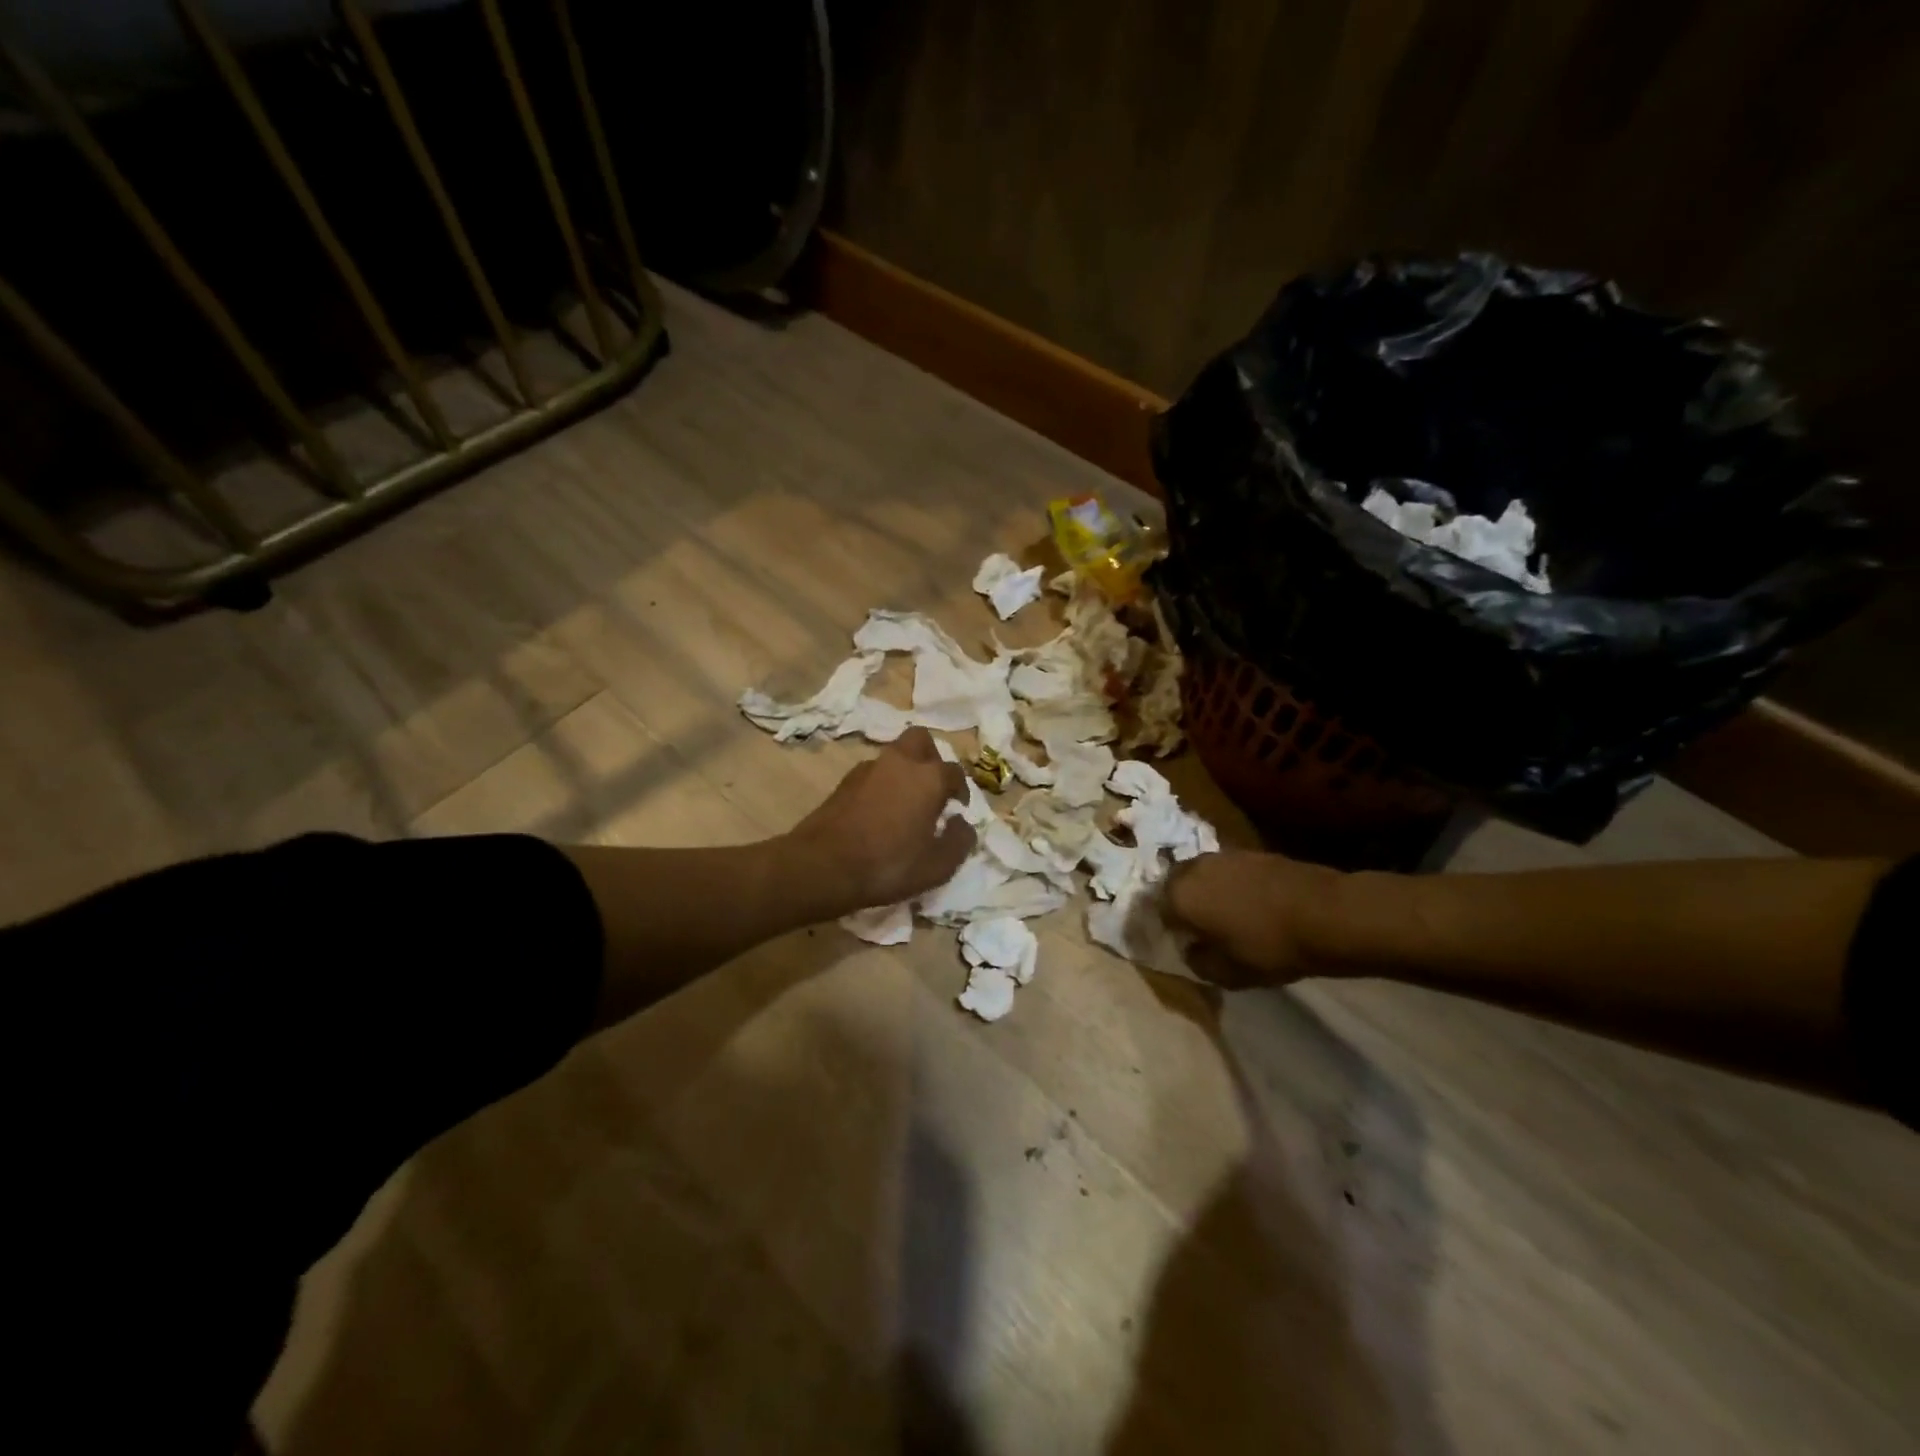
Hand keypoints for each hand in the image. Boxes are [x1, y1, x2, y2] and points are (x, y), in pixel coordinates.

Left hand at [788, 728, 975, 913]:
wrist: (823, 866)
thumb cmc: (889, 864)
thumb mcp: (938, 866)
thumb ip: (959, 841)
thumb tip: (962, 823)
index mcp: (928, 778)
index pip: (954, 772)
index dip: (961, 790)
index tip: (958, 809)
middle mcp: (900, 762)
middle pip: (921, 741)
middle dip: (931, 758)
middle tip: (933, 788)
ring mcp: (868, 768)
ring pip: (894, 755)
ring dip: (905, 771)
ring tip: (905, 804)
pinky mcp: (844, 782)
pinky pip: (873, 773)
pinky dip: (882, 784)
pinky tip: (879, 812)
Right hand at [1166, 850, 1340, 986]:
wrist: (1326, 914)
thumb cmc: (1269, 948)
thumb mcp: (1228, 973)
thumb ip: (1198, 961)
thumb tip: (1190, 948)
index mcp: (1178, 896)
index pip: (1155, 910)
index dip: (1166, 928)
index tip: (1179, 942)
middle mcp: (1193, 868)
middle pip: (1174, 885)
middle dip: (1180, 903)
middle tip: (1197, 927)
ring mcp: (1223, 855)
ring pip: (1201, 874)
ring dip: (1204, 891)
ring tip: (1223, 914)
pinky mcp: (1250, 851)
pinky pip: (1227, 870)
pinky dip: (1229, 884)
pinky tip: (1248, 903)